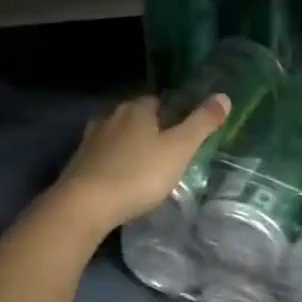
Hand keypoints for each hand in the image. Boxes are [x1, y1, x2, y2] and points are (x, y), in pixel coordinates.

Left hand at [50, 93, 229, 239]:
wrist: (85, 205)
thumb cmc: (138, 174)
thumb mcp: (179, 149)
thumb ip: (202, 123)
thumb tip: (224, 96)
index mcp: (136, 110)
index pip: (156, 101)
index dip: (171, 112)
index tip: (182, 129)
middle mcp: (110, 117)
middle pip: (134, 117)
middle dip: (149, 129)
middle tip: (167, 149)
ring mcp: (90, 140)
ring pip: (116, 136)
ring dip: (129, 146)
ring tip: (145, 166)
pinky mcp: (77, 164)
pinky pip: (102, 157)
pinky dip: (113, 164)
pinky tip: (121, 180)